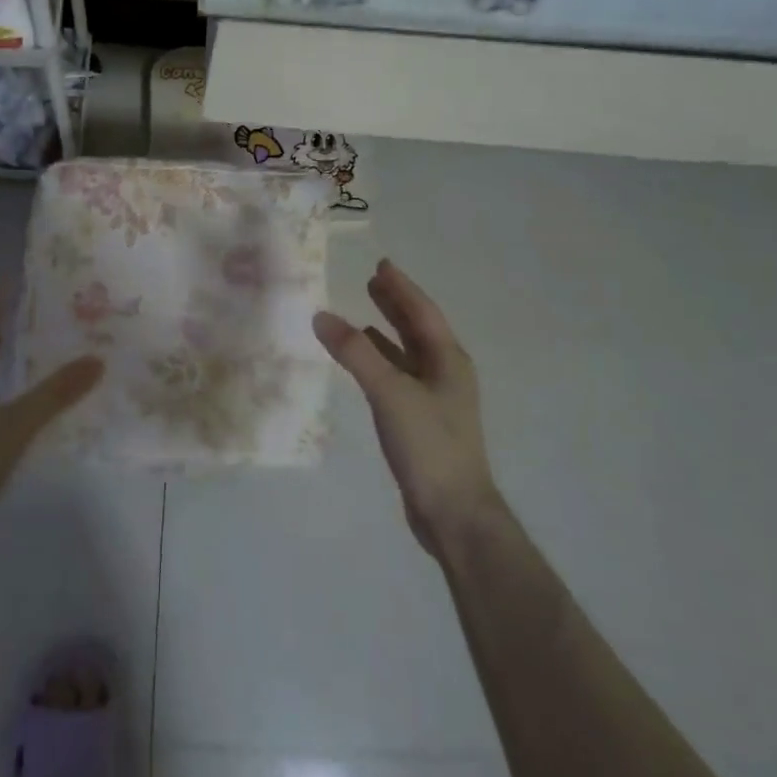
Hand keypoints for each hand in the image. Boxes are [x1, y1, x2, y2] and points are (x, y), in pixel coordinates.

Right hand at [314, 260, 502, 555]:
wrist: (453, 511)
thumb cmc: (429, 445)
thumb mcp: (390, 393)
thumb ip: (356, 354)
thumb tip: (322, 316)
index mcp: (448, 360)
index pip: (422, 312)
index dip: (402, 287)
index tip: (382, 265)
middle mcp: (445, 373)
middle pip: (418, 329)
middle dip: (396, 304)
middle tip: (372, 281)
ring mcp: (435, 399)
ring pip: (408, 353)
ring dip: (388, 331)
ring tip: (364, 313)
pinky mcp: (421, 420)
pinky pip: (398, 376)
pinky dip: (381, 362)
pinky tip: (366, 363)